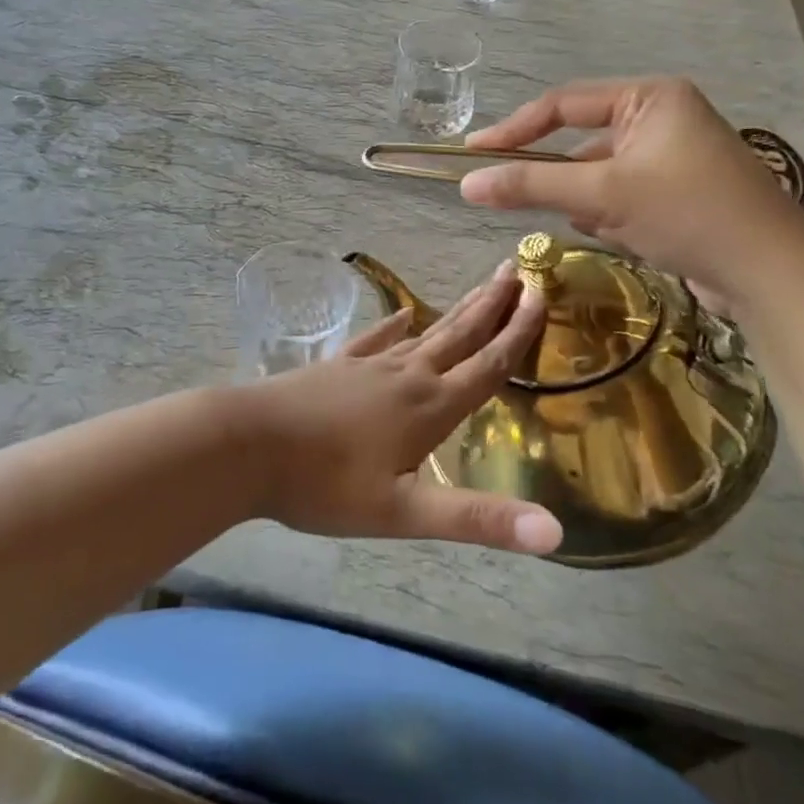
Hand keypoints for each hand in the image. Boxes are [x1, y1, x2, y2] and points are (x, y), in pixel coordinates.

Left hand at [238, 266, 562, 555]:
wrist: (248, 444)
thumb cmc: (325, 484)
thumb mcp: (404, 513)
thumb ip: (477, 520)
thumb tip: (556, 534)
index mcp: (429, 406)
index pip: (487, 364)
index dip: (518, 331)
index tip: (541, 293)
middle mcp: (406, 375)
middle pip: (459, 334)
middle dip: (492, 304)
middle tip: (517, 269)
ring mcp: (368, 366)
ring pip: (425, 333)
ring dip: (457, 310)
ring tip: (479, 288)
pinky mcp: (338, 367)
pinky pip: (376, 339)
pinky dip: (394, 325)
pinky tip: (402, 314)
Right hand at [456, 77, 803, 312]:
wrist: (774, 276)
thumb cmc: (689, 214)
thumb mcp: (602, 195)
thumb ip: (531, 185)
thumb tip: (465, 184)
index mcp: (650, 97)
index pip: (563, 104)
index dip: (513, 129)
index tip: (472, 154)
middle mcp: (663, 117)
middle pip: (582, 142)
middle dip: (565, 178)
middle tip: (526, 199)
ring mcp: (674, 156)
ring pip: (601, 174)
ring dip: (590, 200)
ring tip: (607, 226)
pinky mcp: (680, 191)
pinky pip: (623, 194)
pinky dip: (612, 214)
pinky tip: (627, 236)